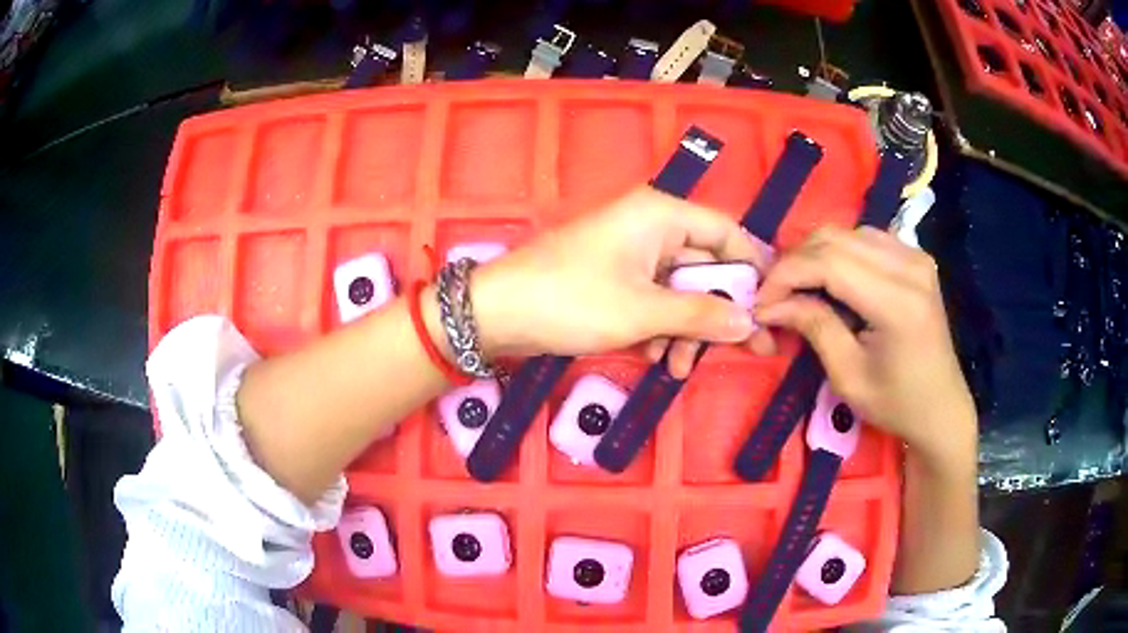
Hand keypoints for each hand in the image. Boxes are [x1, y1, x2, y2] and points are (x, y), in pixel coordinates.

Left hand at [470, 187, 769, 361]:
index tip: (773, 307)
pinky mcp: (615, 278)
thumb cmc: (572, 301)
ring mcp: (632, 253)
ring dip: (686, 329)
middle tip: (749, 351)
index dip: (753, 270)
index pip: (728, 234)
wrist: (497, 313)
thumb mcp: (644, 312)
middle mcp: (652, 227)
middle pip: (706, 267)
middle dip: (718, 312)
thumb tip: (751, 322)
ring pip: (681, 289)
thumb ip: (702, 315)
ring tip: (676, 367)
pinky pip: (654, 300)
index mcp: (662, 215)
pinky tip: (652, 358)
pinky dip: (660, 328)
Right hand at [752, 226, 976, 466]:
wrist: (941, 408)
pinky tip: (830, 279)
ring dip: (814, 255)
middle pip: (835, 238)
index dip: (786, 274)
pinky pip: (865, 239)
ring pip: (847, 233)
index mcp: (897, 301)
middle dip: (795, 262)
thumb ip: (814, 327)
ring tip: (798, 288)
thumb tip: (770, 303)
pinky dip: (838, 253)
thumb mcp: (848, 376)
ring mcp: (915, 256)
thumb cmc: (896, 404)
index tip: (761, 301)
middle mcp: (909, 265)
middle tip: (775, 295)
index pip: (828, 262)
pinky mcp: (915, 257)